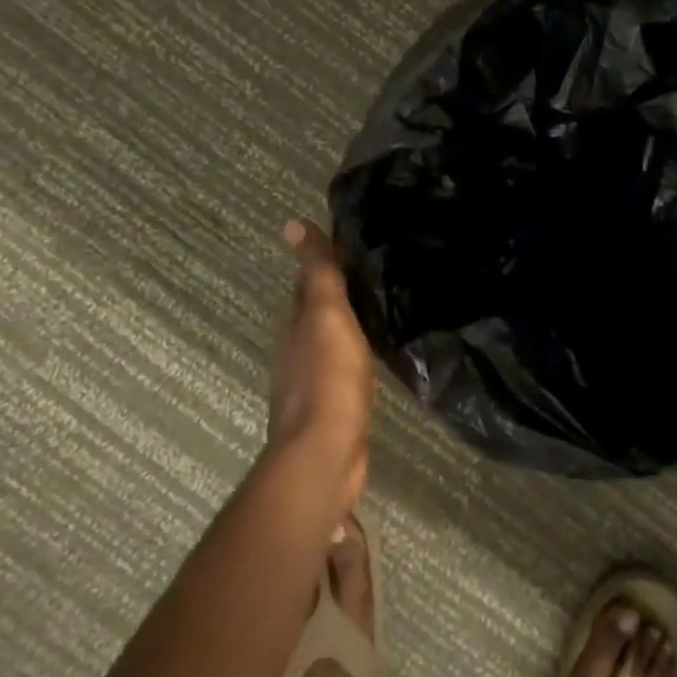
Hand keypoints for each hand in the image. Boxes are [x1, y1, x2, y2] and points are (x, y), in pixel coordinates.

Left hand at [270, 220, 376, 503]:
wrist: (326, 454)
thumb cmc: (327, 378)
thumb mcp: (326, 314)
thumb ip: (317, 272)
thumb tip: (292, 222)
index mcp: (293, 325)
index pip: (308, 283)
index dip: (327, 263)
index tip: (358, 246)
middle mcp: (296, 351)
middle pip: (317, 313)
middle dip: (340, 294)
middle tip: (379, 274)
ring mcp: (313, 382)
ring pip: (332, 341)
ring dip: (350, 326)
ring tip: (384, 310)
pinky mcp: (333, 408)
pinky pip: (345, 370)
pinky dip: (358, 356)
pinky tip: (378, 356)